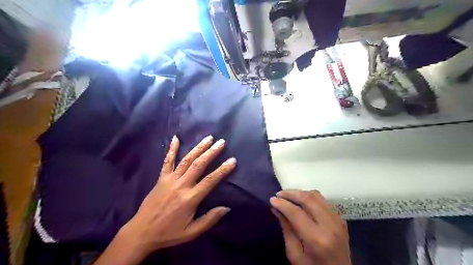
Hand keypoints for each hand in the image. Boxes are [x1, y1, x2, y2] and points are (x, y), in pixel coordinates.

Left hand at [119, 136, 235, 255]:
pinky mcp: (161, 178)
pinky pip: (167, 161)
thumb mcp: (191, 232)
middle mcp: (181, 185)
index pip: (210, 180)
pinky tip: (176, 138)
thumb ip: (209, 219)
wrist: (141, 232)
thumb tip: (227, 208)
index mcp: (190, 198)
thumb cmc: (169, 233)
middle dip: (211, 152)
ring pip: (186, 160)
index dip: (223, 169)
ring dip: (198, 148)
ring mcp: (170, 180)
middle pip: (199, 165)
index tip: (232, 160)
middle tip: (221, 142)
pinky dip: (171, 149)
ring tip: (208, 138)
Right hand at [270, 191, 350, 264]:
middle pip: (308, 198)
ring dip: (300, 193)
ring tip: (289, 197)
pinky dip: (310, 198)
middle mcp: (330, 226)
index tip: (272, 199)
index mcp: (317, 239)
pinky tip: (302, 203)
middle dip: (291, 193)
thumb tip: (276, 208)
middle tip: (279, 194)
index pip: (296, 213)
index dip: (282, 204)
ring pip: (317, 196)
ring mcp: (338, 221)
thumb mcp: (294, 254)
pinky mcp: (341, 219)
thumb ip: (286, 229)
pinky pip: (323, 201)